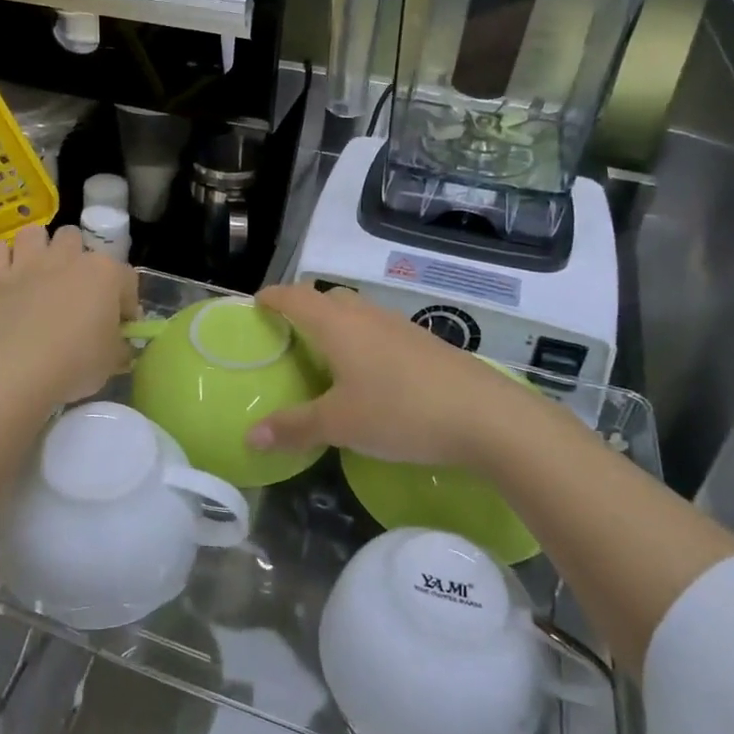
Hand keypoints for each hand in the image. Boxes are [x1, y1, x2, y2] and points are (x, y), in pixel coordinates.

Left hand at [0, 225, 136, 406]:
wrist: (13, 371)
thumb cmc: (74, 365)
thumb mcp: (112, 363)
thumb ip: (119, 347)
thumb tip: (120, 346)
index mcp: (104, 274)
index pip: (126, 278)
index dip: (126, 301)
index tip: (121, 324)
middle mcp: (67, 258)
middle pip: (74, 238)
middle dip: (76, 257)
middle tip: (74, 289)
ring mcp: (27, 263)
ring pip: (33, 234)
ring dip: (37, 248)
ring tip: (38, 273)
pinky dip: (1, 260)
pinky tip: (4, 276)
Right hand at [245, 284, 570, 472]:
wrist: (485, 415)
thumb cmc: (400, 411)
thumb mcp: (340, 424)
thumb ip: (293, 427)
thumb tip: (249, 437)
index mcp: (338, 324)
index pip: (295, 296)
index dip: (272, 298)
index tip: (256, 305)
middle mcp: (367, 315)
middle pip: (327, 297)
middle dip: (304, 308)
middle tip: (288, 337)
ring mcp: (399, 326)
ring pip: (357, 313)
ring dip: (336, 325)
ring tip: (325, 358)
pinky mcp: (424, 344)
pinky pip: (380, 331)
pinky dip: (362, 341)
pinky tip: (369, 376)